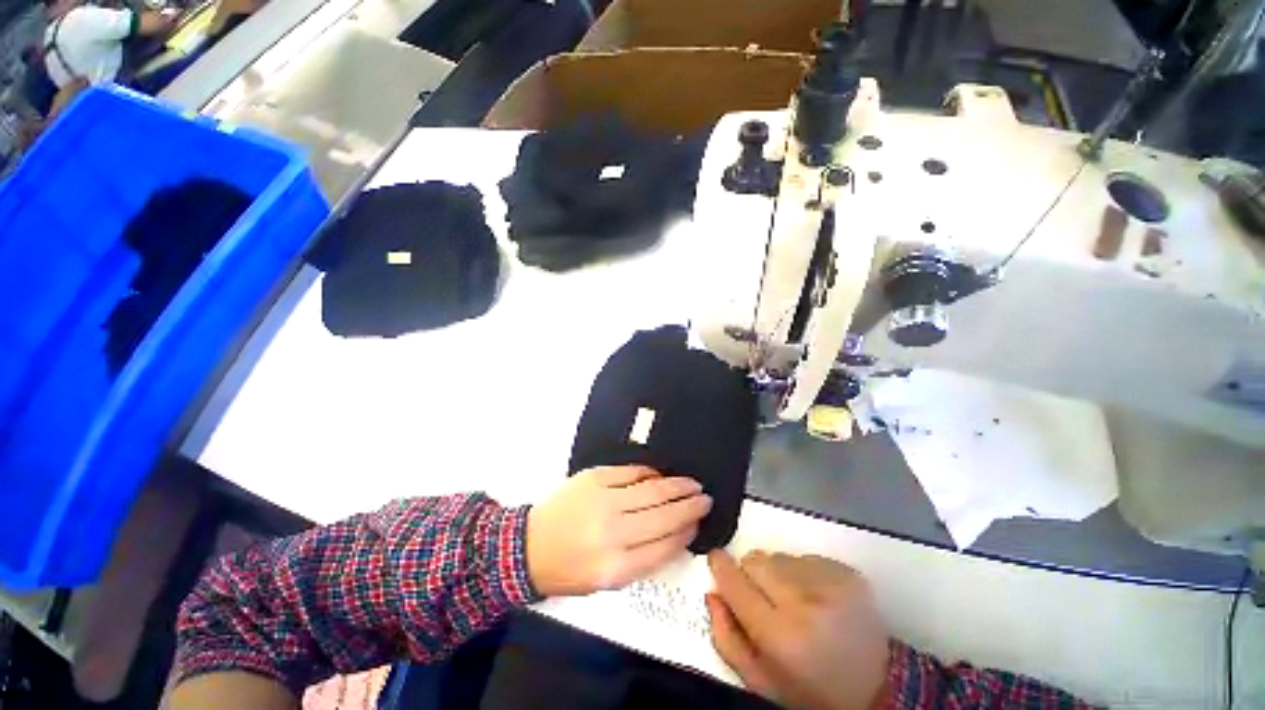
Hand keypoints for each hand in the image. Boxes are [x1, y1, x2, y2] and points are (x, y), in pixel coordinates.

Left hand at [527, 466, 711, 596]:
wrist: (528, 546)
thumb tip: (675, 533)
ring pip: (652, 489)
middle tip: (705, 498)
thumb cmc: (570, 569)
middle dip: (689, 505)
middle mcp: (612, 532)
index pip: (664, 546)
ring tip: (692, 484)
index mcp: (616, 567)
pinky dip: (650, 473)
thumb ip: (644, 559)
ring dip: (677, 486)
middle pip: (663, 515)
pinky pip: (632, 472)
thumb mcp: (607, 581)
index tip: (698, 522)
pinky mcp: (594, 477)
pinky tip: (660, 475)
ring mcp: (603, 500)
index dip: (686, 532)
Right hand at [706, 550, 889, 709]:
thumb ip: (726, 637)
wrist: (877, 689)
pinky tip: (815, 598)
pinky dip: (802, 573)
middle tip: (764, 598)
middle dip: (751, 574)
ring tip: (794, 602)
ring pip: (779, 556)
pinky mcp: (848, 573)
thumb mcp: (761, 680)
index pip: (735, 582)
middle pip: (755, 560)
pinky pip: (805, 557)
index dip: (720, 567)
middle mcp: (804, 603)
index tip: (717, 562)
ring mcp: (830, 584)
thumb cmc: (810, 689)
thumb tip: (713, 592)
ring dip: (778, 574)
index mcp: (780, 635)